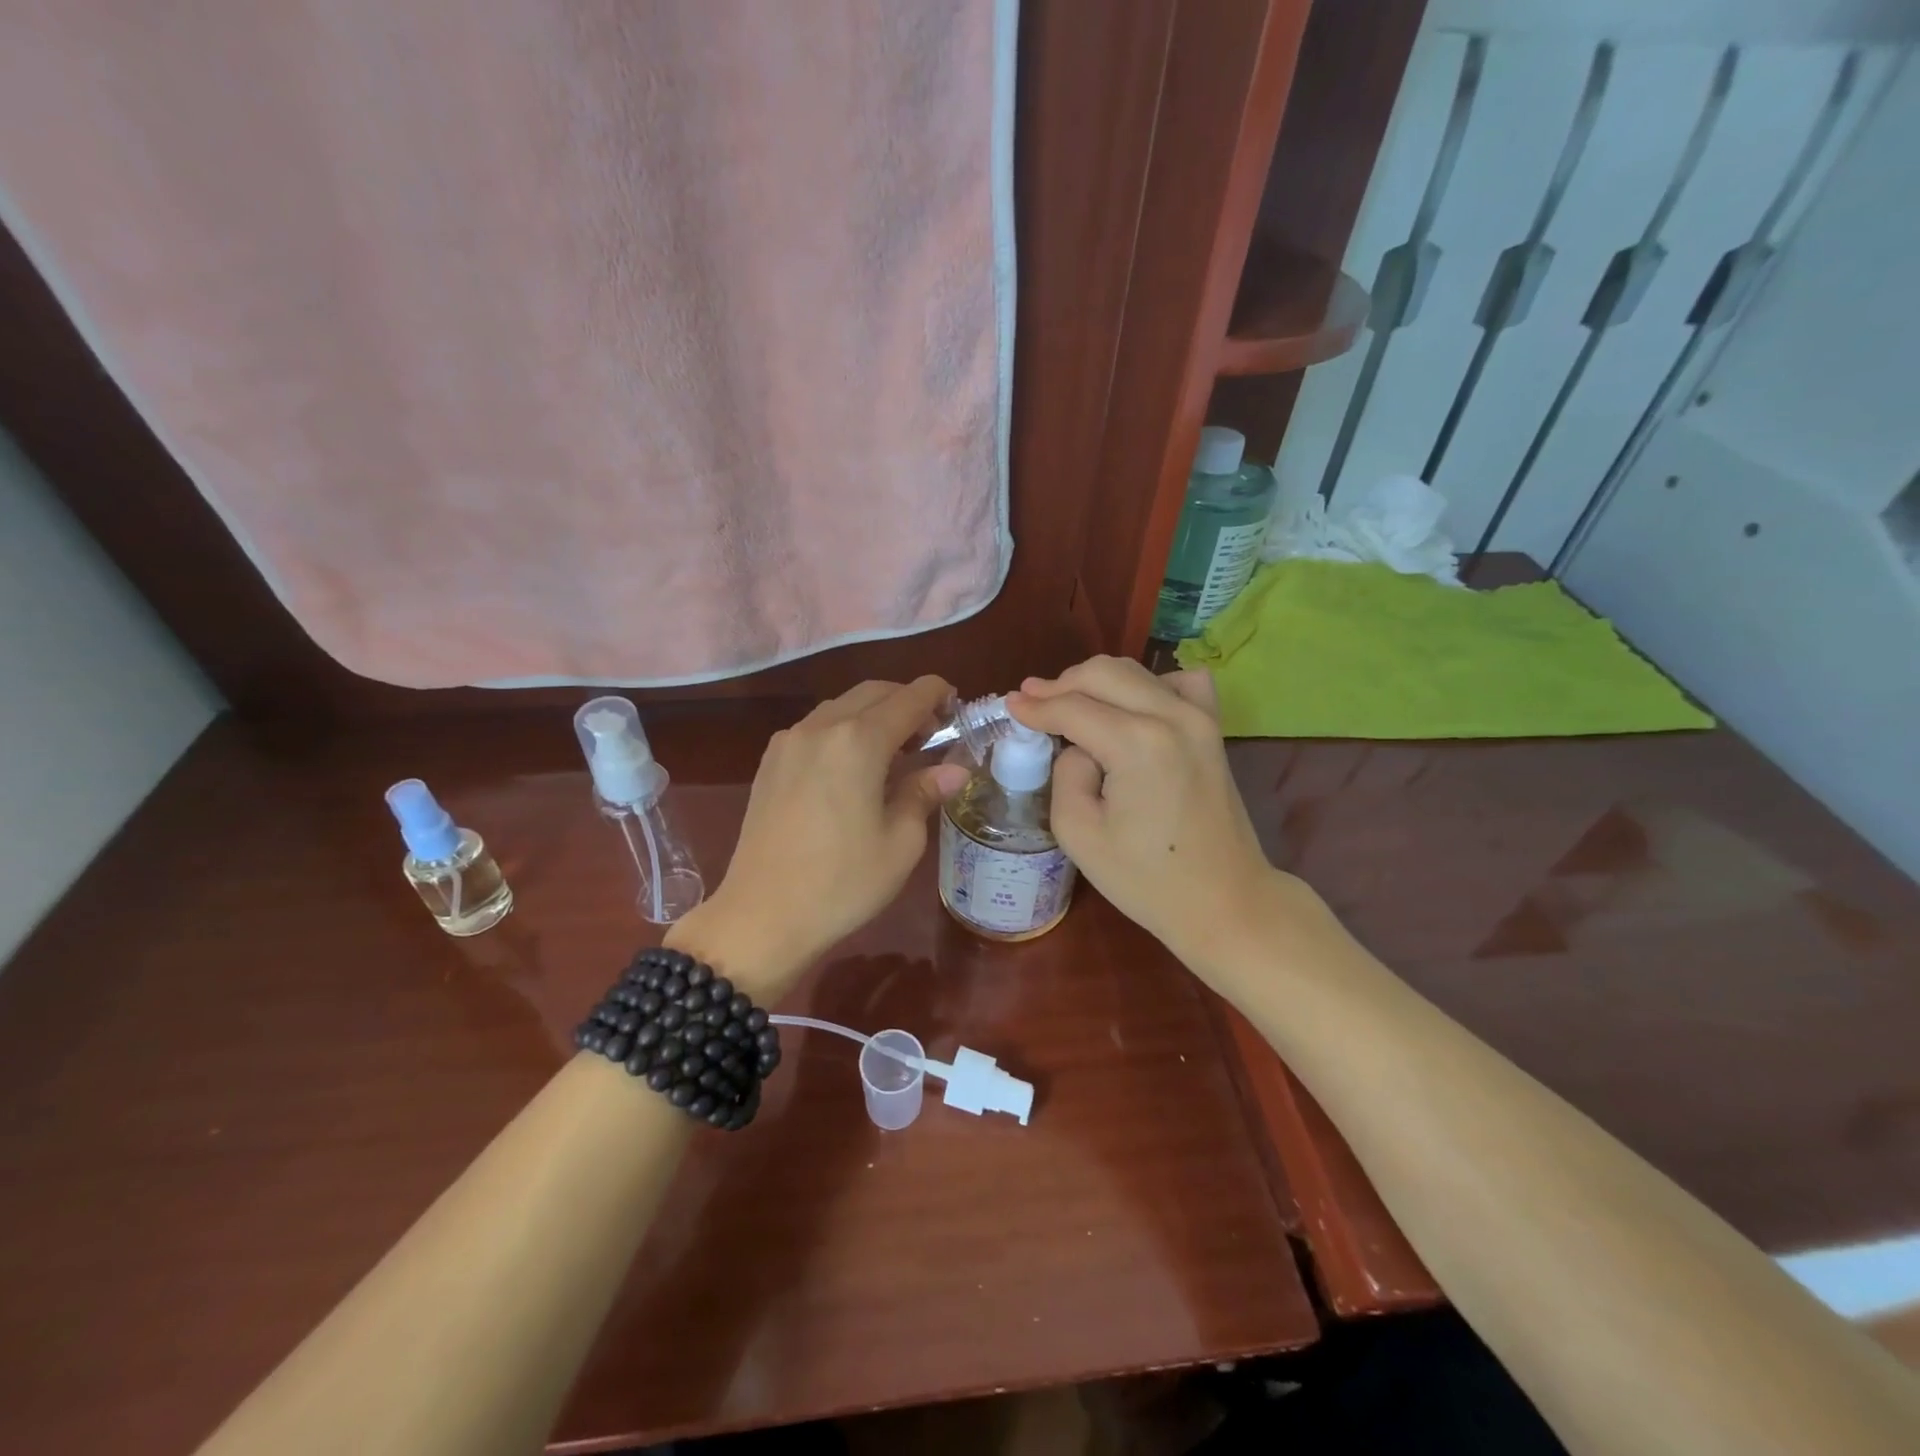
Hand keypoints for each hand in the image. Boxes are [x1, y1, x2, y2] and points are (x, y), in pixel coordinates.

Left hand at [669, 677, 968, 996]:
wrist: (761, 916)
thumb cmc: (842, 883)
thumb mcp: (900, 842)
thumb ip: (925, 792)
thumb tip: (954, 769)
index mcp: (859, 741)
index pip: (908, 698)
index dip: (937, 694)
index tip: (956, 704)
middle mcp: (821, 727)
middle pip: (873, 693)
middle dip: (906, 701)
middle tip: (931, 733)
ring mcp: (789, 742)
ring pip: (841, 706)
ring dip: (873, 715)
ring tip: (895, 752)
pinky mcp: (770, 762)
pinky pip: (816, 728)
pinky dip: (844, 730)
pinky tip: (853, 766)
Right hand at [1008, 656, 1289, 969]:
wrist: (1224, 901)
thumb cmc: (1147, 879)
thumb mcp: (1079, 833)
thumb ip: (1066, 774)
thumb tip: (1078, 747)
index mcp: (1136, 744)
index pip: (1072, 708)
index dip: (1035, 706)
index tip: (1009, 704)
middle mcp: (1171, 716)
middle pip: (1102, 674)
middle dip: (1060, 684)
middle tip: (1032, 701)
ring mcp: (1200, 717)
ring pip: (1136, 671)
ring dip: (1097, 681)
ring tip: (1071, 704)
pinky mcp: (1213, 728)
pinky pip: (1180, 682)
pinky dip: (1149, 684)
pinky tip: (1133, 706)